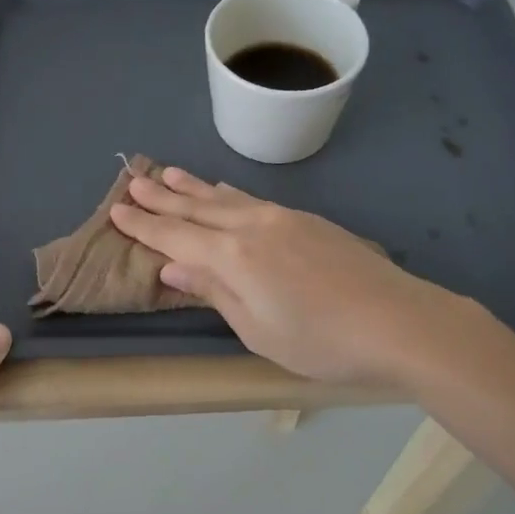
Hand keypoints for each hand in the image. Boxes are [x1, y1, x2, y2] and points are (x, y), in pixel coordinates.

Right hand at [110, 167, 488, 387]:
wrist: (397, 319)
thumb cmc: (321, 340)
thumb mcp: (257, 329)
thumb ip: (214, 291)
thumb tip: (172, 265)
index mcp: (232, 256)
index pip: (175, 235)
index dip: (144, 225)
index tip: (117, 210)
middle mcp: (251, 225)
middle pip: (196, 208)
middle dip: (161, 197)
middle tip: (132, 180)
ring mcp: (281, 217)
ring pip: (224, 196)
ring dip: (192, 187)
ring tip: (168, 173)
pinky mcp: (305, 219)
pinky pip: (250, 198)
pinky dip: (226, 193)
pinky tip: (222, 191)